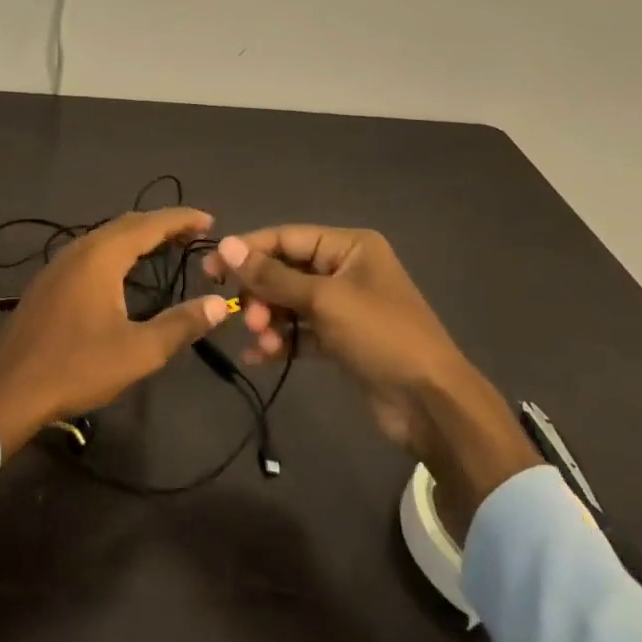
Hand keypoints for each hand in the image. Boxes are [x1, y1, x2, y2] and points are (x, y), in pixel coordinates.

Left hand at [0, 208, 230, 455]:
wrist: (7, 390)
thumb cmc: (77, 367)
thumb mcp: (138, 351)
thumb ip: (181, 324)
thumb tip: (219, 304)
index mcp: (100, 257)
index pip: (148, 224)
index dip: (181, 219)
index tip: (209, 221)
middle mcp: (77, 250)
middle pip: (125, 225)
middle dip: (160, 224)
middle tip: (193, 233)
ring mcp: (56, 266)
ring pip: (103, 238)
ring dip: (136, 237)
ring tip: (164, 247)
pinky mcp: (46, 284)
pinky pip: (89, 253)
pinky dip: (115, 252)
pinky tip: (122, 273)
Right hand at [207, 226, 539, 535]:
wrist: (430, 403)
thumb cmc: (380, 336)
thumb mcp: (323, 300)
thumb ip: (272, 275)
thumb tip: (227, 245)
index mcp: (350, 246)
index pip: (287, 238)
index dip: (248, 251)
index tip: (211, 269)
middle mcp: (346, 269)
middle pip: (286, 271)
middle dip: (261, 293)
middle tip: (244, 317)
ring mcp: (345, 306)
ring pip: (290, 303)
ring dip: (269, 320)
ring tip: (260, 341)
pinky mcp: (342, 340)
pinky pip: (301, 332)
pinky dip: (281, 341)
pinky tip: (260, 357)